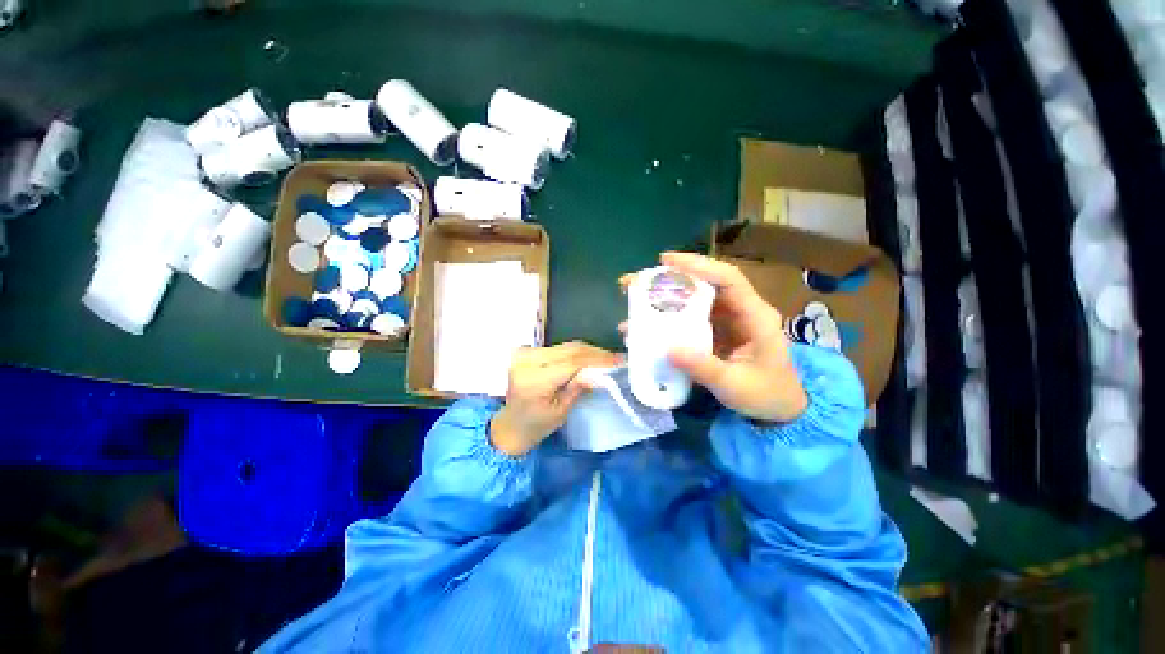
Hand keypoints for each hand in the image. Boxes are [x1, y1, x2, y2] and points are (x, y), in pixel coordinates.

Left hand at [490, 341, 621, 455]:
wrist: (511, 424)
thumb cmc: (536, 425)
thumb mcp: (560, 411)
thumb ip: (578, 387)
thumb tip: (600, 372)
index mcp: (532, 379)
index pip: (571, 362)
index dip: (597, 359)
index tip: (618, 360)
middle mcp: (526, 360)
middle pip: (568, 350)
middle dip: (595, 353)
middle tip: (616, 357)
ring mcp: (524, 353)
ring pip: (565, 346)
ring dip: (587, 351)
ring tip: (606, 358)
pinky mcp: (527, 351)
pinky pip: (558, 348)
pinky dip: (575, 352)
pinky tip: (589, 357)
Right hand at [625, 252, 807, 422]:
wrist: (780, 410)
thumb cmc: (766, 395)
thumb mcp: (735, 385)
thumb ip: (704, 368)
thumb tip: (668, 349)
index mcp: (755, 316)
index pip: (728, 278)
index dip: (699, 265)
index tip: (666, 262)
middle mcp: (740, 310)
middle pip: (706, 283)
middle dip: (672, 278)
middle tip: (638, 281)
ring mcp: (727, 320)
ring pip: (696, 298)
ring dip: (667, 296)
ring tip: (637, 298)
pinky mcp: (716, 331)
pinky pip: (691, 316)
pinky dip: (670, 317)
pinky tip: (649, 323)